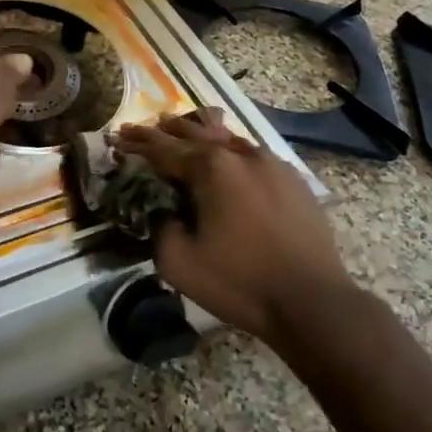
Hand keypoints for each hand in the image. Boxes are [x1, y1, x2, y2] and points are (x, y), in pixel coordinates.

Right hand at [115, 111, 349, 340]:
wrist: (313, 302)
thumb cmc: (240, 282)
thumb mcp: (178, 263)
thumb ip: (159, 226)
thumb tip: (162, 209)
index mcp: (211, 168)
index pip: (163, 149)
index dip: (138, 144)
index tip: (118, 137)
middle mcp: (241, 155)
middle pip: (194, 135)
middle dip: (164, 132)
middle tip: (141, 128)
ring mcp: (272, 164)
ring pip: (226, 139)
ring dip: (199, 134)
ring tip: (179, 128)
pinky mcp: (294, 180)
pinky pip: (252, 155)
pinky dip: (230, 150)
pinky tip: (227, 155)